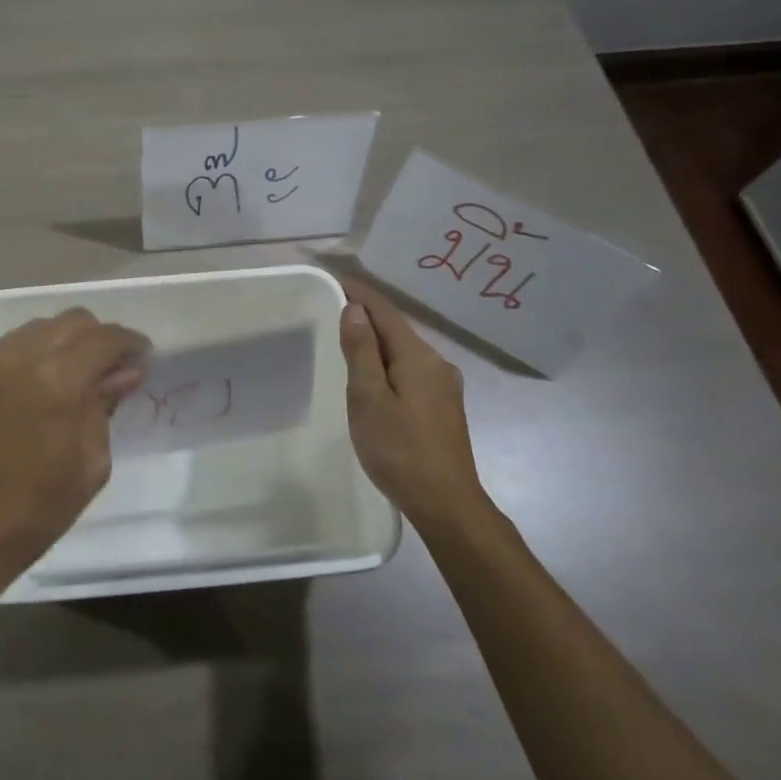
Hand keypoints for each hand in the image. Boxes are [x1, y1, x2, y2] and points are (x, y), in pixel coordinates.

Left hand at [0, 308, 148, 608]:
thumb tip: (123, 372)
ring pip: (34, 330)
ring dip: (60, 344)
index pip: (103, 338)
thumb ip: (105, 406)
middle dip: (97, 338)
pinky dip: (25, 358)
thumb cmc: (34, 510)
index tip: (143, 356)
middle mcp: (15, 355)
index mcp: (55, 379)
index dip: (129, 343)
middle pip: (69, 322)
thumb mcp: (89, 463)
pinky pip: (1, 349)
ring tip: (69, 376)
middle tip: (109, 366)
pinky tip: (29, 389)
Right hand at [338, 276, 487, 529]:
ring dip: (377, 340)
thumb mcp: (369, 398)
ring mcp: (444, 387)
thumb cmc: (399, 449)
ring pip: (404, 351)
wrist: (446, 503)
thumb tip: (356, 310)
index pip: (385, 312)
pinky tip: (375, 374)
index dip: (359, 292)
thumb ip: (362, 351)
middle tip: (334, 303)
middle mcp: (437, 363)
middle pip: (397, 329)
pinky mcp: (443, 407)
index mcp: (418, 357)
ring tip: (348, 336)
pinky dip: (388, 362)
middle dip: (367, 314)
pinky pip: (411, 370)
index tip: (334, 276)